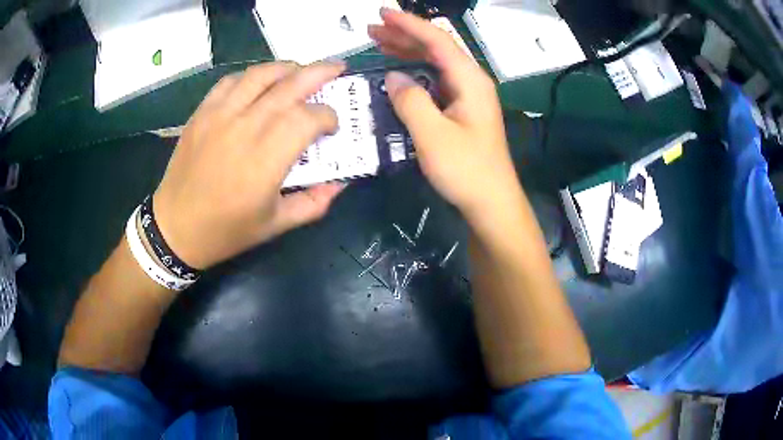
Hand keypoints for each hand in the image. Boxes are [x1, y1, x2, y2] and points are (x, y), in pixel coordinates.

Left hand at [153, 62, 346, 269]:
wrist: (175, 228)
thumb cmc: (226, 231)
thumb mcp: (275, 226)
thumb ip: (313, 203)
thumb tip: (341, 181)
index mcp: (266, 160)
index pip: (307, 118)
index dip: (328, 116)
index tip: (332, 126)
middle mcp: (245, 129)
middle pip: (289, 85)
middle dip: (320, 73)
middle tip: (337, 68)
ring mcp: (219, 116)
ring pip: (260, 75)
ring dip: (287, 68)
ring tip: (301, 71)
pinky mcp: (202, 113)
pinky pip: (230, 81)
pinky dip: (251, 76)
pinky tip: (260, 83)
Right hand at [368, 9, 522, 220]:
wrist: (491, 202)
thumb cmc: (465, 170)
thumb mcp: (432, 134)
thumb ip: (410, 100)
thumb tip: (393, 76)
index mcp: (470, 80)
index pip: (437, 41)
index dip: (409, 25)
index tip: (382, 14)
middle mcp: (471, 81)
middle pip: (436, 48)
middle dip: (405, 35)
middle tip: (373, 29)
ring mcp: (467, 96)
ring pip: (435, 63)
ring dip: (408, 52)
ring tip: (379, 43)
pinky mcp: (461, 110)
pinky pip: (435, 81)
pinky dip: (414, 73)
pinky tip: (398, 73)